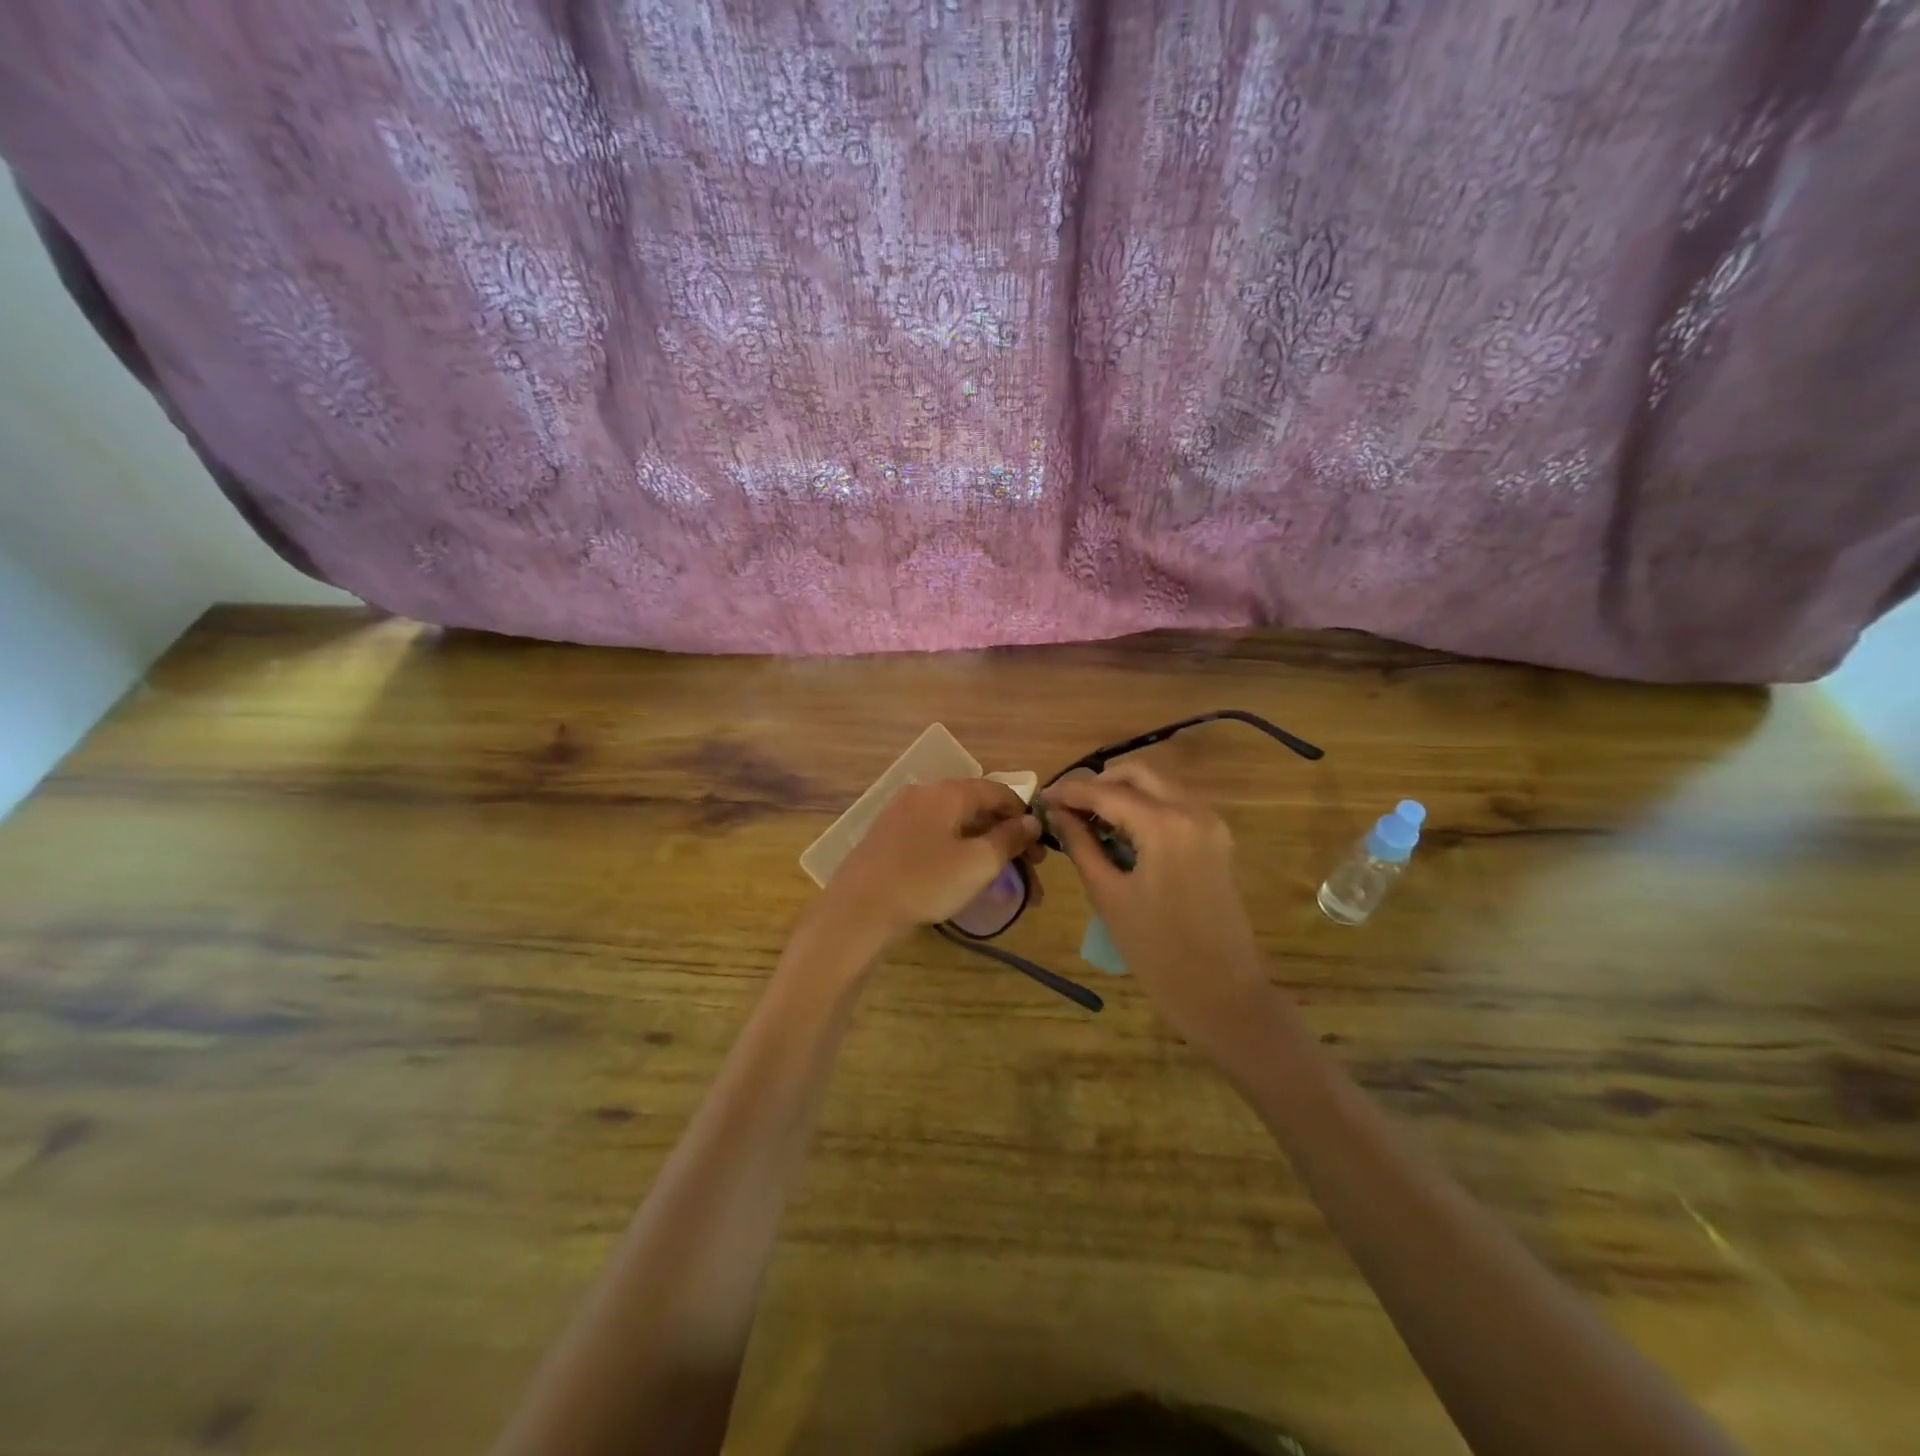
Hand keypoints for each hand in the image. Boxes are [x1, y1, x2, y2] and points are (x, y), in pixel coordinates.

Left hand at [819, 779, 1042, 944]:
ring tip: (1002, 881)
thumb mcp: (978, 863)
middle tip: (1029, 871)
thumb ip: (1009, 838)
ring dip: (984, 849)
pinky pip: (935, 837)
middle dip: (1007, 838)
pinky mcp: (889, 837)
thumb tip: (1031, 822)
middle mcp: (924, 793)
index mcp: (948, 792)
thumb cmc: (925, 882)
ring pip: (956, 826)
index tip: (1041, 847)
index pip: (998, 791)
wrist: (858, 909)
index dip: (1024, 815)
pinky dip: (958, 852)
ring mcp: (902, 814)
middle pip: (977, 809)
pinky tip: (965, 877)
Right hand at [1042, 762, 1276, 1053]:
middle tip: (1065, 805)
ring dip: (1122, 791)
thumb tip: (1055, 812)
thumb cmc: (1157, 951)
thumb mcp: (1109, 895)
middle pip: (1138, 773)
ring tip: (1087, 817)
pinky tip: (1119, 828)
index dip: (1070, 791)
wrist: (1222, 993)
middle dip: (1099, 782)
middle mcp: (1193, 811)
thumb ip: (1081, 844)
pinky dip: (1145, 806)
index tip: (1040, 798)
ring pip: (1159, 785)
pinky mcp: (1217, 838)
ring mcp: (1211, 822)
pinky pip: (1175, 804)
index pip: (1108, 792)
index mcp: (1165, 825)